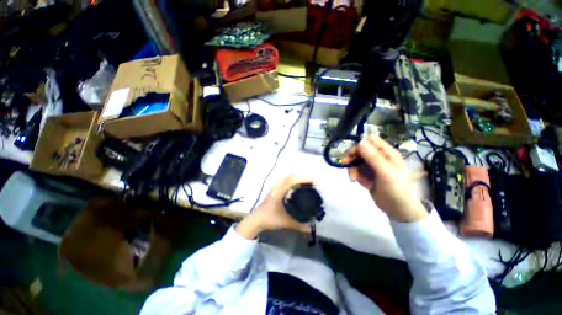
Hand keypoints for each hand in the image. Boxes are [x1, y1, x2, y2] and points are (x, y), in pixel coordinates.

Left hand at [236, 174, 312, 238]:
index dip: (303, 178)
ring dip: (296, 176)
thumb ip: (299, 226)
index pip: (292, 180)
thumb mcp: (285, 222)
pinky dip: (291, 178)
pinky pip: (284, 179)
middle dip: (302, 176)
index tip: (314, 181)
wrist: (256, 220)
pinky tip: (296, 184)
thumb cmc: (270, 219)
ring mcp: (275, 186)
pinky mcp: (274, 188)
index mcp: (279, 192)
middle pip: (290, 175)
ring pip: (286, 176)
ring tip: (306, 181)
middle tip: (312, 181)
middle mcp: (277, 186)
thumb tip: (311, 228)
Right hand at [342, 134, 427, 221]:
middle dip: (352, 157)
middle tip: (345, 163)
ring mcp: (372, 167)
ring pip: (357, 162)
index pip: (371, 141)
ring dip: (352, 168)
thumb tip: (360, 141)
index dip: (360, 145)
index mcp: (387, 153)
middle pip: (361, 151)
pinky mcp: (367, 176)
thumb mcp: (385, 172)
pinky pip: (357, 171)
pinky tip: (357, 181)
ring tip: (354, 178)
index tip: (351, 153)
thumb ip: (373, 157)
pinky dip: (355, 175)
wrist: (398, 210)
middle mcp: (379, 158)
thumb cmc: (396, 189)